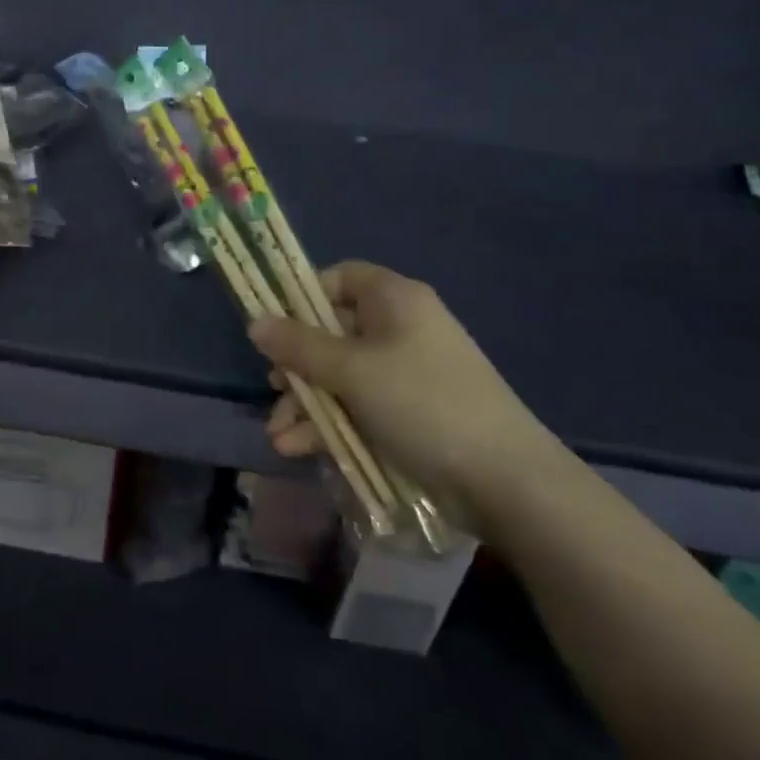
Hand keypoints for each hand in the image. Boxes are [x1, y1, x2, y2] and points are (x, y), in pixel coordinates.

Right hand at [250, 263, 567, 527]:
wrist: (504, 480)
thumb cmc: (422, 403)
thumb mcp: (352, 371)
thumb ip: (299, 346)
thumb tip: (254, 321)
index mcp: (394, 300)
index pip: (339, 278)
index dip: (303, 297)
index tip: (275, 327)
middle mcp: (399, 328)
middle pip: (332, 332)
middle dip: (297, 366)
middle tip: (276, 389)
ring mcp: (405, 373)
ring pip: (340, 376)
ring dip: (307, 405)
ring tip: (279, 438)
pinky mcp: (408, 413)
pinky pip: (358, 406)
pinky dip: (329, 425)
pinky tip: (298, 450)